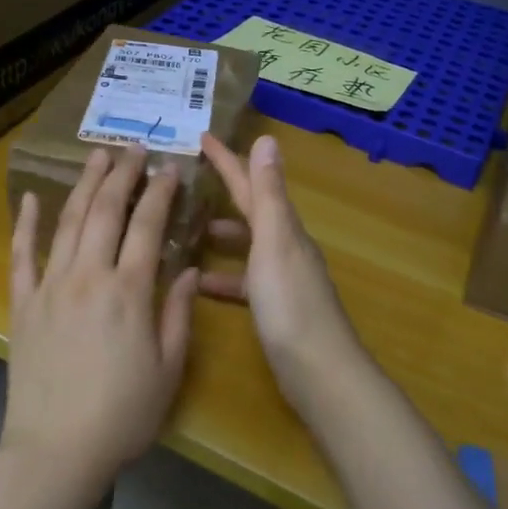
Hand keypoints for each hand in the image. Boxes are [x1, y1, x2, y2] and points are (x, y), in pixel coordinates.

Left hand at [4, 146, 199, 492]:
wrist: (55, 451)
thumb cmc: (122, 416)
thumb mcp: (168, 370)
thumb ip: (178, 315)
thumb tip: (186, 270)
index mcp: (129, 292)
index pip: (148, 226)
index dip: (160, 193)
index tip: (170, 169)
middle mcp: (89, 277)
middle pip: (106, 212)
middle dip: (123, 175)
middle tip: (135, 149)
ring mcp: (51, 287)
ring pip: (68, 222)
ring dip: (85, 185)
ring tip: (98, 157)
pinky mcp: (23, 304)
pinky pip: (22, 255)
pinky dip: (27, 224)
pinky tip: (33, 198)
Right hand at [200, 133, 369, 416]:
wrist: (319, 371)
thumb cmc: (291, 304)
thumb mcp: (275, 242)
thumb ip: (268, 193)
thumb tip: (268, 139)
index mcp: (283, 227)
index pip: (251, 183)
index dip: (227, 160)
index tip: (201, 137)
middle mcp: (285, 246)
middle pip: (251, 209)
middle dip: (224, 191)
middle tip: (188, 181)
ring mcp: (281, 278)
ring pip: (247, 244)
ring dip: (222, 234)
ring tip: (188, 231)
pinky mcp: (274, 307)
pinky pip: (243, 281)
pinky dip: (222, 278)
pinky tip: (199, 285)